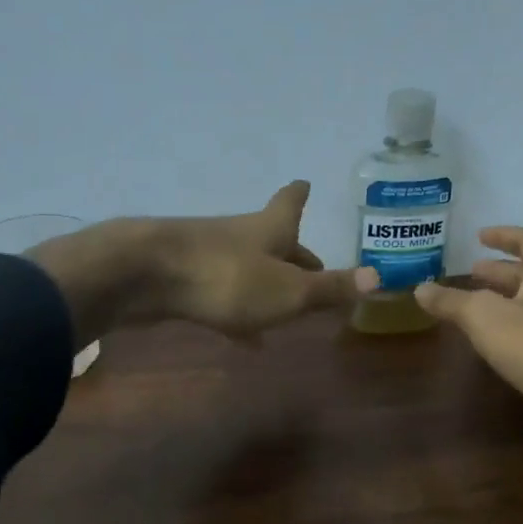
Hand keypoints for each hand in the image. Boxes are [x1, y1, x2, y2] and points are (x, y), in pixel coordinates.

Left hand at [29, 182, 374, 345]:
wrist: (145, 275)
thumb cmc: (228, 278)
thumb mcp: (288, 290)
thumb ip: (329, 288)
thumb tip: (378, 277)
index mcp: (269, 228)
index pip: (290, 203)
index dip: (300, 195)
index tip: (305, 184)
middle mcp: (240, 235)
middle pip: (272, 240)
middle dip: (293, 253)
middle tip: (315, 268)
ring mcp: (208, 255)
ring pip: (248, 268)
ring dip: (269, 285)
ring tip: (288, 310)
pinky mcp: (184, 280)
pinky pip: (222, 294)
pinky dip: (240, 312)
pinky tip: (247, 339)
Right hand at [413, 227, 522, 449]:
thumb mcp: (483, 316)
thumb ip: (452, 301)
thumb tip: (420, 289)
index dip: (504, 236)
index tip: (480, 236)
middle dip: (500, 273)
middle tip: (472, 272)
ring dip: (506, 302)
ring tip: (476, 308)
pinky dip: (514, 331)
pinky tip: (496, 344)